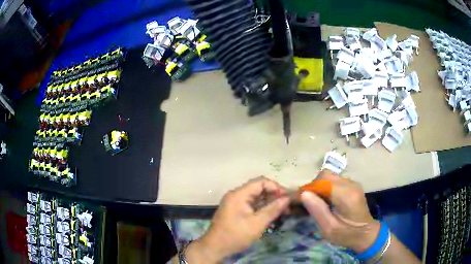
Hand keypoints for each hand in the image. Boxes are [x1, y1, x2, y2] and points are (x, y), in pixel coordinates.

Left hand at [185, 177, 289, 262]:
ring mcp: (235, 203)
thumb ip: (273, 209)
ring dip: (270, 203)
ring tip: (284, 211)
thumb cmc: (236, 235)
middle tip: (288, 206)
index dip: (276, 187)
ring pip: (256, 198)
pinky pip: (252, 205)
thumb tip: (287, 198)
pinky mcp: (236, 211)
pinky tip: (272, 215)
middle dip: (274, 196)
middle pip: (259, 189)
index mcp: (239, 194)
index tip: (287, 198)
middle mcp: (236, 195)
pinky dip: (262, 209)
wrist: (215, 248)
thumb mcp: (257, 223)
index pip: (261, 182)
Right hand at [300, 170, 379, 252]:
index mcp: (346, 195)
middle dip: (312, 187)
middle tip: (306, 202)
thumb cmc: (347, 235)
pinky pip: (334, 181)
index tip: (296, 200)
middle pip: (325, 175)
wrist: (365, 233)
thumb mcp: (329, 228)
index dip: (307, 189)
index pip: (322, 182)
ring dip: (318, 187)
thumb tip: (303, 194)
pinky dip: (325, 188)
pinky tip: (325, 201)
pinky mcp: (352, 185)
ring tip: (315, 203)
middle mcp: (351, 184)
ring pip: (329, 177)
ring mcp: (352, 183)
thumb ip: (318, 210)